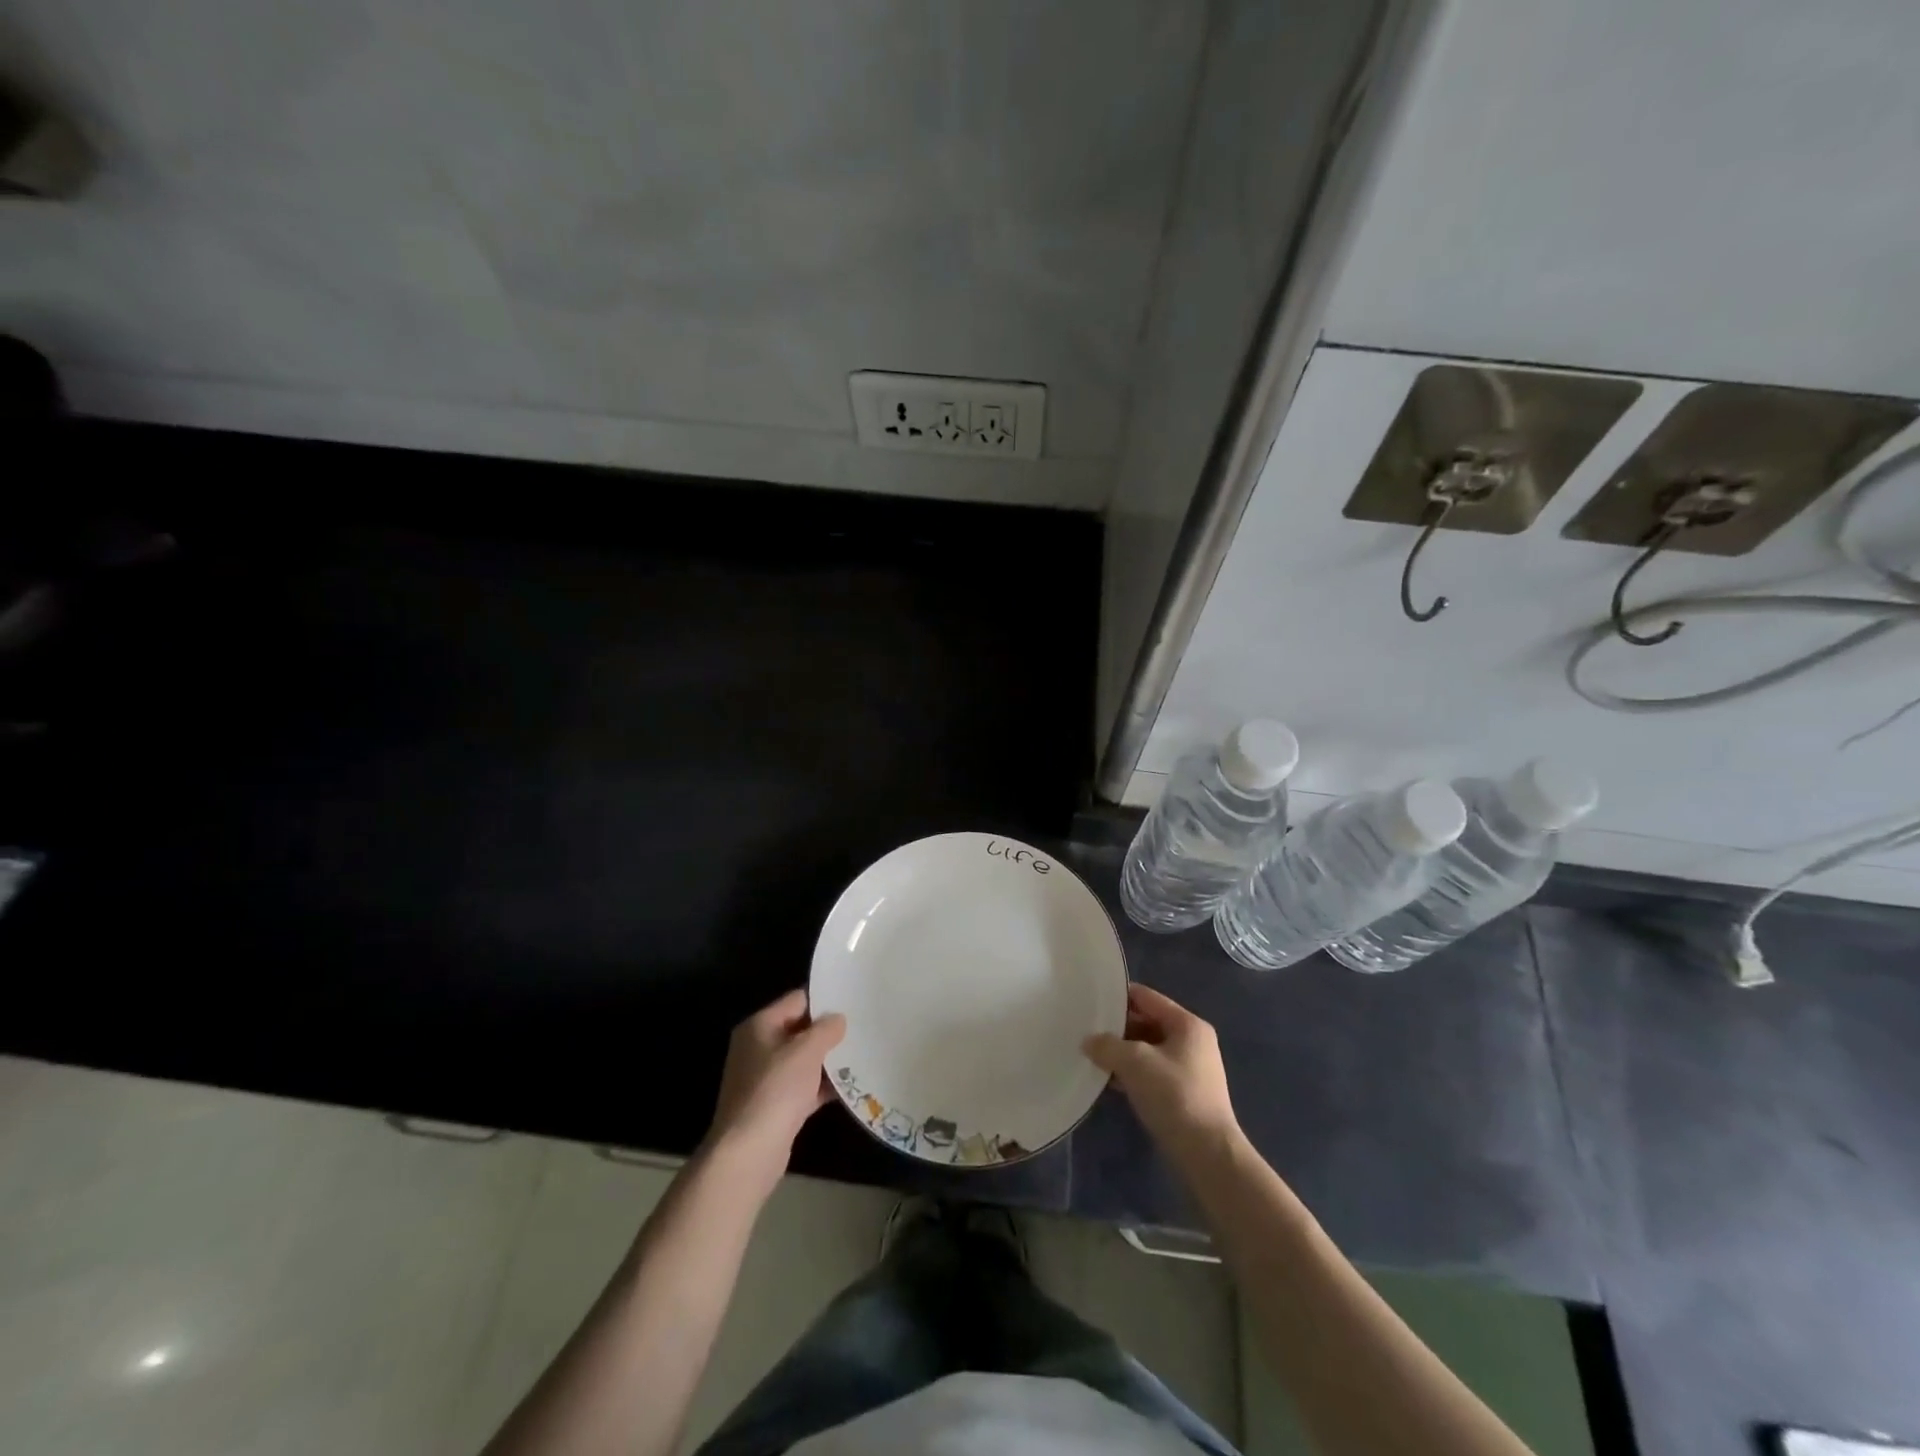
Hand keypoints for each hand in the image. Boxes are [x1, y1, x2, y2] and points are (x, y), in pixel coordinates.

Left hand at [702, 989, 846, 1191]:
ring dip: (829, 1059)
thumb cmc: (775, 1090)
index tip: (853, 999)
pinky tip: (852, 1085)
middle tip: (863, 1026)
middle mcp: (759, 1048)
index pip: (797, 1000)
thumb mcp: (806, 1051)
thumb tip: (837, 1018)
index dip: (824, 999)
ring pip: (804, 1060)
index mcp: (759, 1026)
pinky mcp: (775, 1106)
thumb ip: (825, 1029)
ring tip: (863, 1052)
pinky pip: (805, 1087)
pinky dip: (824, 1086)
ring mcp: (766, 1079)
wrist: (748, 1154)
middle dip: (829, 1031)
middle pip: (800, 1030)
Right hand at [1085, 983, 1239, 1154]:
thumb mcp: (1135, 1063)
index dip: (1118, 997)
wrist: (1207, 1154)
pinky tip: (1109, 1081)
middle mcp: (1192, 1041)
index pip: (1146, 997)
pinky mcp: (1184, 1094)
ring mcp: (1190, 1069)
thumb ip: (1107, 1045)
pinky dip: (1132, 1073)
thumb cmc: (1174, 1095)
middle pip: (1147, 1022)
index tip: (1090, 1001)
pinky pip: (1151, 1072)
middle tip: (1086, 1030)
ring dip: (1122, 1053)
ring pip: (1148, 1049)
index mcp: (1187, 1024)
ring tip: (1092, 1055)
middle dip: (1118, 1028)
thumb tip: (1089, 1041)